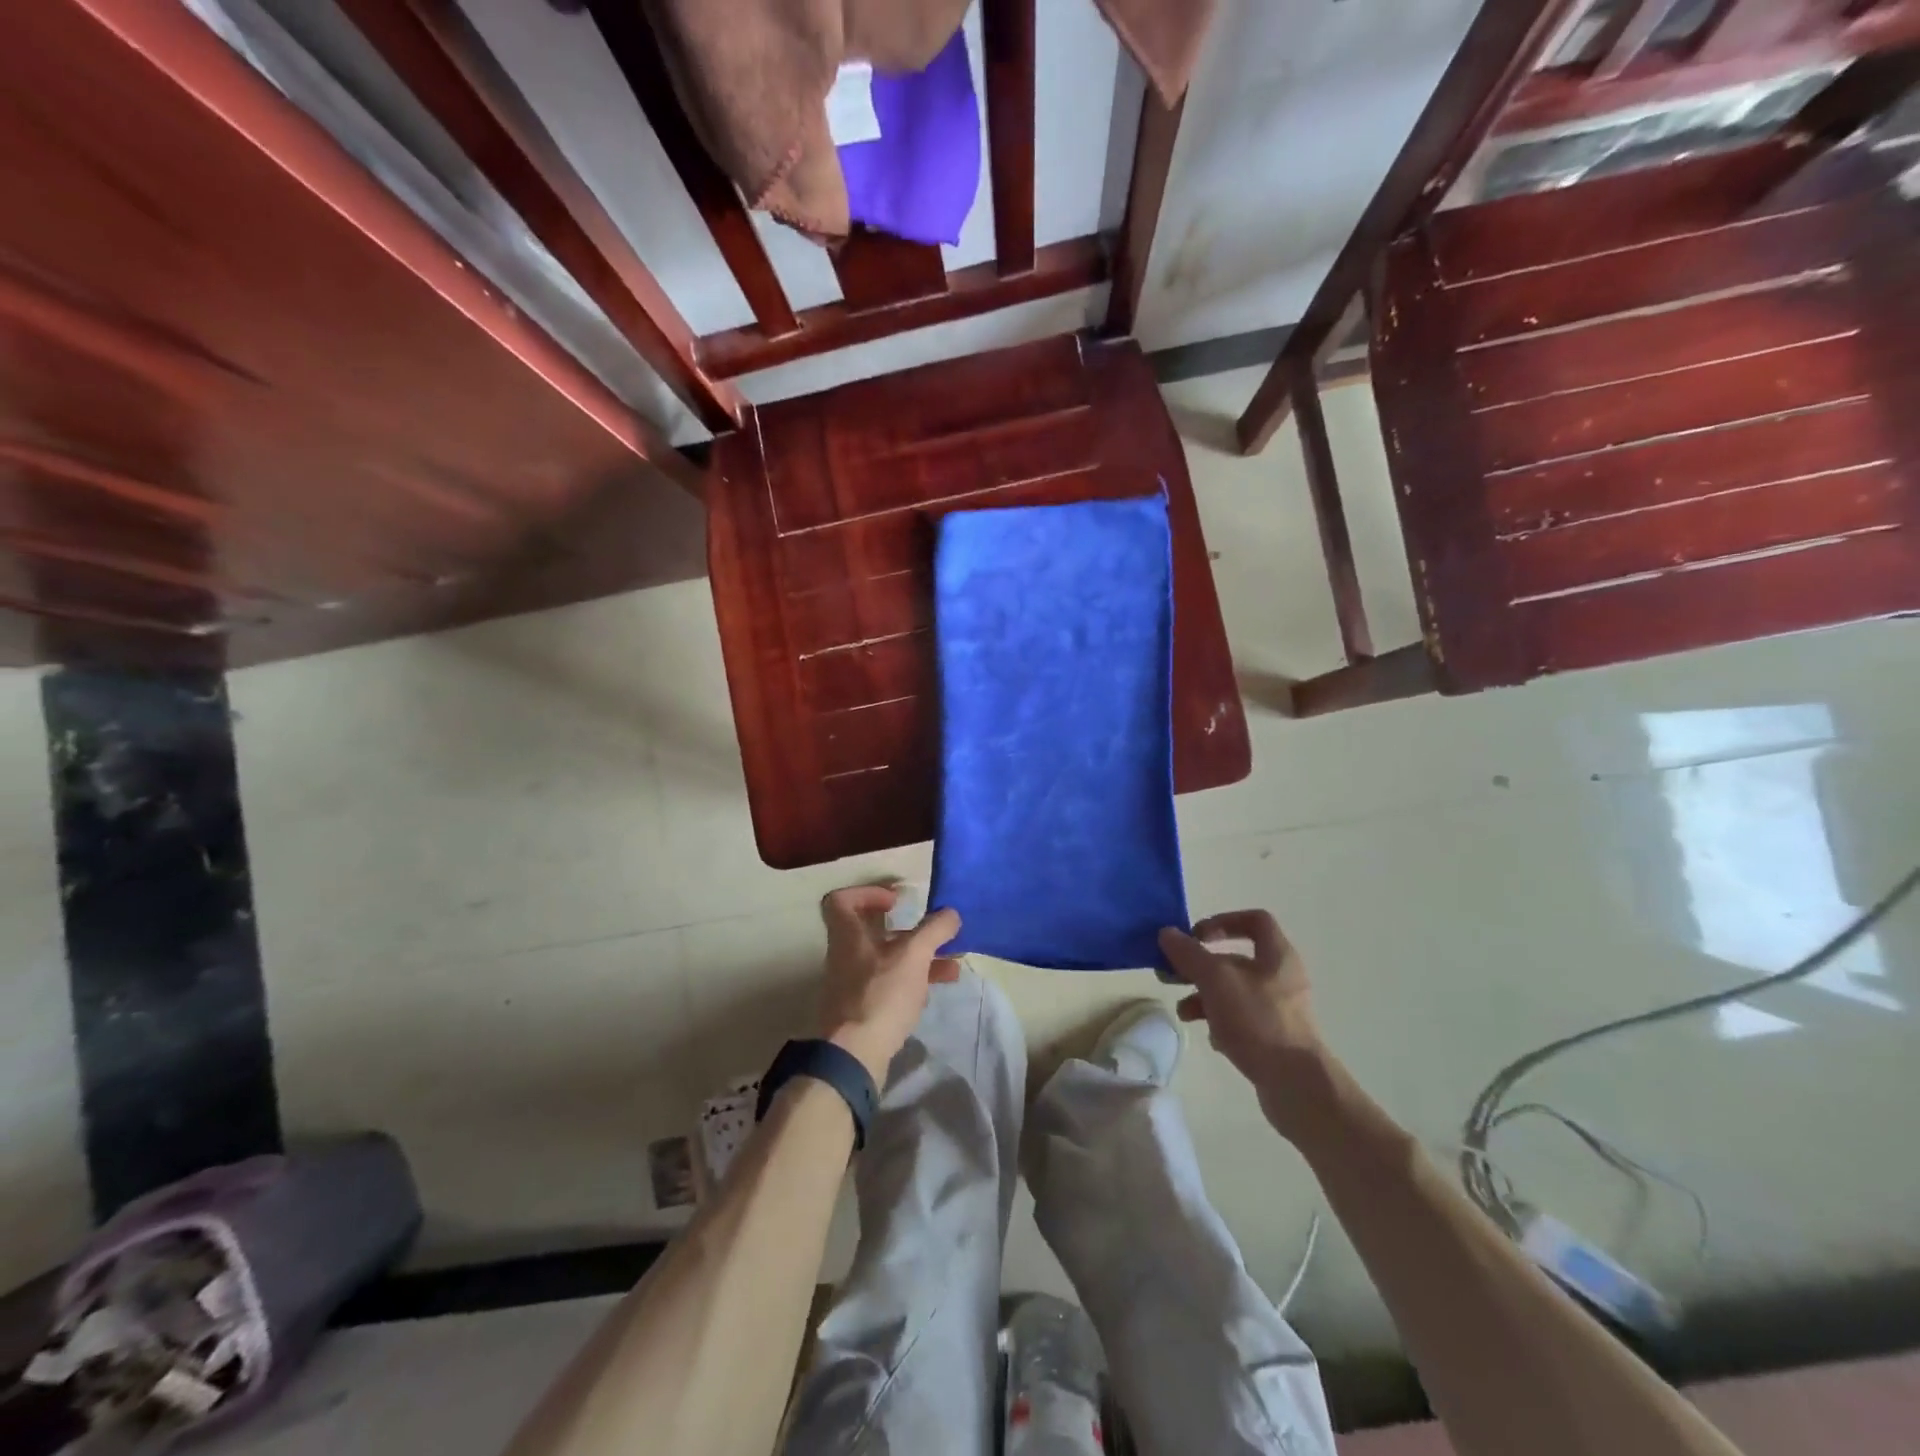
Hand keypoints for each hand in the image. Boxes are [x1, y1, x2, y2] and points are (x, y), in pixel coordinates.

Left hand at [818, 886, 961, 1083]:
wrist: (855, 1055)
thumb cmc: (881, 994)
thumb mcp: (914, 955)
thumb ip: (934, 930)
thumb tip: (951, 913)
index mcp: (848, 935)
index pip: (841, 900)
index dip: (867, 893)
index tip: (896, 901)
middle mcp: (847, 955)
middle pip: (873, 931)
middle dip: (910, 930)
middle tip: (935, 931)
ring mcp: (853, 984)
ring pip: (888, 959)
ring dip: (920, 956)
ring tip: (953, 961)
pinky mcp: (864, 1008)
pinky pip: (890, 984)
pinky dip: (914, 980)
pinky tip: (939, 986)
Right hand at [1159, 911, 1331, 1133]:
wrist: (1296, 1085)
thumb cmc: (1258, 1021)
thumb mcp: (1216, 980)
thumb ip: (1189, 954)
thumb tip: (1167, 934)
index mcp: (1277, 956)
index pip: (1255, 921)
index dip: (1223, 921)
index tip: (1196, 936)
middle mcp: (1281, 978)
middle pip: (1235, 959)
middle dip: (1200, 966)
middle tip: (1172, 975)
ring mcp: (1279, 1011)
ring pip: (1233, 992)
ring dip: (1204, 996)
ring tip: (1183, 1012)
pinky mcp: (1273, 1038)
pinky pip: (1241, 1020)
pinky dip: (1220, 1022)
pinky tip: (1209, 1036)